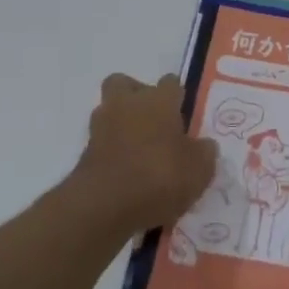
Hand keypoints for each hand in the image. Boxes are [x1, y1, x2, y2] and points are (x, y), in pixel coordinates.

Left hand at [68, 74, 217, 238]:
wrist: (104, 207)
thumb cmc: (159, 176)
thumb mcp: (199, 169)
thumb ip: (204, 152)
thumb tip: (203, 145)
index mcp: (159, 100)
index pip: (170, 82)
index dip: (178, 95)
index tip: (185, 113)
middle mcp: (127, 105)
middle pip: (126, 84)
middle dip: (137, 96)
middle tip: (155, 120)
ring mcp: (101, 128)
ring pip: (110, 112)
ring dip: (123, 124)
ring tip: (142, 151)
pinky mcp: (85, 154)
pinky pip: (104, 143)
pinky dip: (114, 152)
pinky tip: (129, 172)